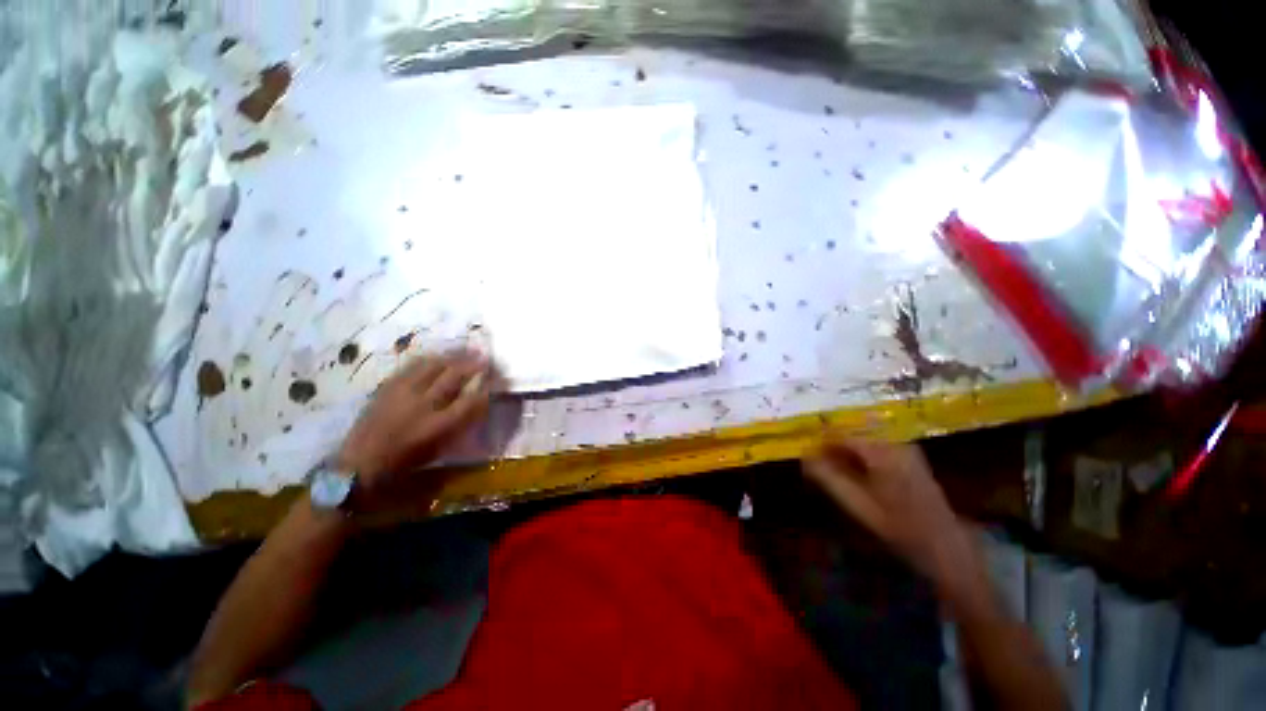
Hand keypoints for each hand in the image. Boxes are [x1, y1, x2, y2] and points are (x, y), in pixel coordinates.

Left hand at [336, 349, 492, 509]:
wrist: (358, 465)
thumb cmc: (403, 464)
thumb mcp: (438, 449)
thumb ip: (459, 425)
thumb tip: (477, 402)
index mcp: (438, 426)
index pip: (471, 399)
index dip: (488, 386)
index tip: (499, 378)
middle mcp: (423, 406)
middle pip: (454, 376)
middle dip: (473, 364)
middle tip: (485, 355)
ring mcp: (403, 394)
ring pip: (433, 366)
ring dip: (452, 356)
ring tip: (465, 349)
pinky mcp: (387, 388)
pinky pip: (411, 367)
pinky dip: (427, 359)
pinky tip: (436, 355)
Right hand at [803, 435, 977, 589]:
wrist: (944, 544)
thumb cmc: (898, 526)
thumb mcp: (857, 504)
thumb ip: (828, 478)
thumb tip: (804, 457)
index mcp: (881, 451)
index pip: (840, 434)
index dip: (819, 441)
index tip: (804, 452)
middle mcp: (894, 442)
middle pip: (852, 433)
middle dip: (831, 444)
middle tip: (815, 460)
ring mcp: (905, 447)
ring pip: (863, 438)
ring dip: (844, 449)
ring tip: (831, 466)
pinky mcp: (909, 456)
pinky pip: (875, 445)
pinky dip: (859, 454)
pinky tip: (854, 470)